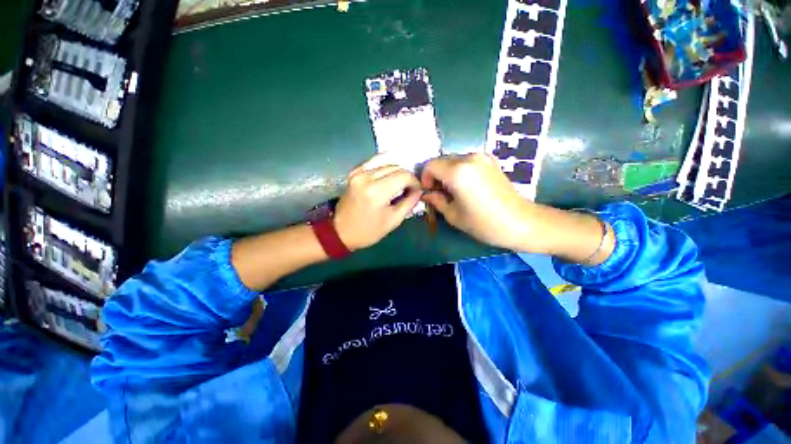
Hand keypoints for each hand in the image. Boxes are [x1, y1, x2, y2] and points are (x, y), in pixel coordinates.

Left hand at [334, 159, 421, 250]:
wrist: (341, 231)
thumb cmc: (368, 231)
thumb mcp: (393, 221)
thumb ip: (409, 203)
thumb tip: (418, 190)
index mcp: (377, 192)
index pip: (404, 176)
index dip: (414, 182)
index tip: (416, 191)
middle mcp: (367, 177)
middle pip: (397, 167)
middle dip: (407, 177)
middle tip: (408, 190)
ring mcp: (358, 172)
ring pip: (387, 162)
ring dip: (397, 172)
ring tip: (399, 184)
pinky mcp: (354, 172)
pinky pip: (375, 162)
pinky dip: (386, 166)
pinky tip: (389, 175)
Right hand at [420, 153, 532, 249]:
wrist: (520, 222)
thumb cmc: (484, 223)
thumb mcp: (453, 215)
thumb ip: (436, 200)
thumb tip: (426, 194)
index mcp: (457, 171)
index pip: (430, 166)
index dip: (425, 179)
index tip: (429, 193)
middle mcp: (469, 158)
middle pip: (441, 161)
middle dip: (435, 176)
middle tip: (440, 194)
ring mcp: (481, 157)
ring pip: (453, 160)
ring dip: (447, 174)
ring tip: (453, 192)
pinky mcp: (490, 161)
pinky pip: (466, 162)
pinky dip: (459, 171)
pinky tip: (466, 187)